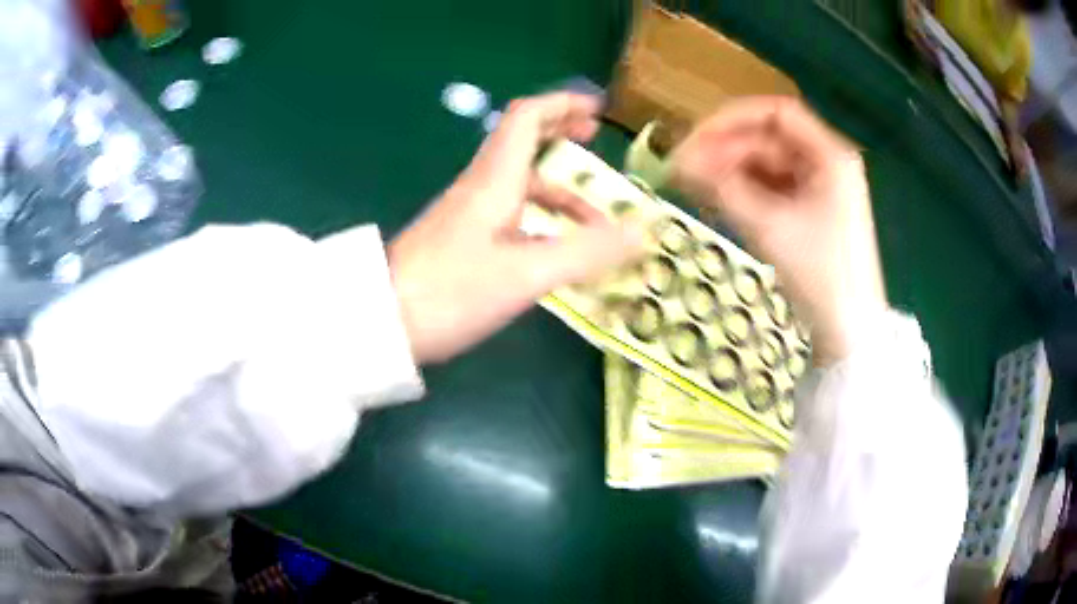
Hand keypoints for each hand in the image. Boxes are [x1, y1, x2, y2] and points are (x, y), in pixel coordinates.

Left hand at [388, 93, 644, 363]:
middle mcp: (480, 187)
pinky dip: (540, 220)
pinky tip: (555, 250)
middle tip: (595, 146)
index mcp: (494, 180)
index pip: (527, 118)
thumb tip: (642, 234)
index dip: (563, 105)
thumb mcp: (526, 275)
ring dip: (559, 193)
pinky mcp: (460, 240)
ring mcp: (467, 214)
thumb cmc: (451, 292)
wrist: (382, 324)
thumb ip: (586, 253)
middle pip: (523, 144)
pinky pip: (509, 213)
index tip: (598, 111)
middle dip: (562, 138)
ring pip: (520, 185)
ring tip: (596, 226)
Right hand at [672, 96, 886, 364]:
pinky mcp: (811, 212)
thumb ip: (722, 188)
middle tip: (684, 170)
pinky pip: (772, 190)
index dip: (733, 120)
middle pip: (769, 140)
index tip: (695, 139)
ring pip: (767, 165)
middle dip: (726, 151)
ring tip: (693, 187)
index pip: (776, 113)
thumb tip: (677, 163)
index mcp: (830, 154)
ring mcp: (820, 189)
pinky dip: (745, 192)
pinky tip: (718, 201)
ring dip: (731, 172)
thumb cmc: (820, 275)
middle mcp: (826, 163)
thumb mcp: (770, 227)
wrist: (849, 333)